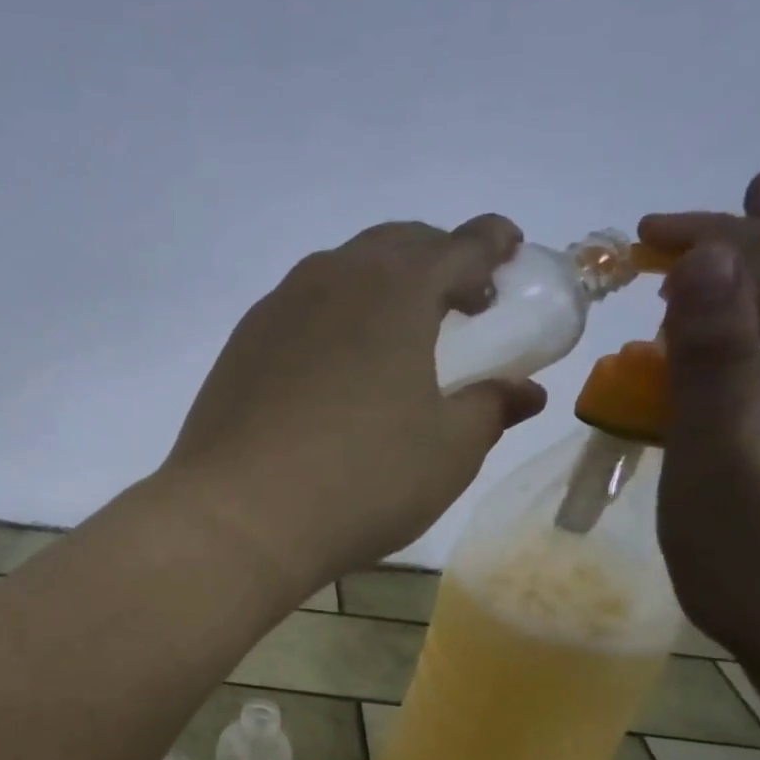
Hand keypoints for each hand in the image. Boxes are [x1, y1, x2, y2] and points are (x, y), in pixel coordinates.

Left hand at [162, 216, 545, 596]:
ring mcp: (275, 311)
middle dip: (433, 258)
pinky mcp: (238, 346)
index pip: (457, 245)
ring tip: (393, 331)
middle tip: (457, 298)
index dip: (491, 244)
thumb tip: (522, 390)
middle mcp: (330, 281)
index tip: (507, 252)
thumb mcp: (446, 452)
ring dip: (376, 284)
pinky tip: (331, 364)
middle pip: (393, 245)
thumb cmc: (359, 480)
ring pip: (338, 272)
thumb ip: (489, 408)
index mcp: (394, 290)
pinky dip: (329, 315)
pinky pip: (297, 309)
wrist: (237, 516)